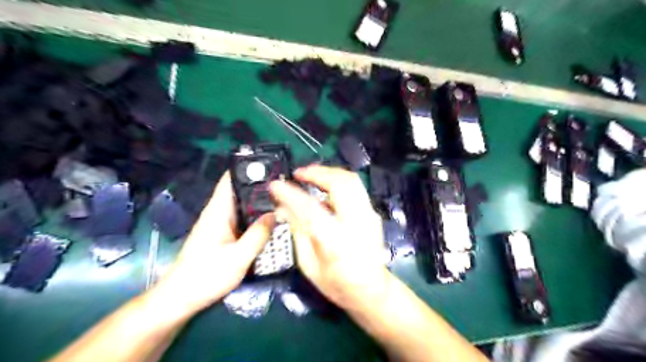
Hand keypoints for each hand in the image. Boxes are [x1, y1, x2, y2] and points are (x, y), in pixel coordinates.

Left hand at [157, 171, 276, 313]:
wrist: (181, 297)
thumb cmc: (206, 276)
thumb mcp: (238, 258)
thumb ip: (258, 235)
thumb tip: (276, 213)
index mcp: (218, 211)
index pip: (230, 179)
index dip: (248, 168)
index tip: (271, 165)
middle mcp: (218, 212)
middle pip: (240, 190)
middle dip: (261, 185)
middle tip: (286, 184)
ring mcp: (220, 223)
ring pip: (243, 204)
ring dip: (260, 200)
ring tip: (283, 198)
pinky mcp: (223, 233)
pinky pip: (242, 217)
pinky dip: (255, 214)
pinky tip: (270, 219)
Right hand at [269, 165, 387, 308]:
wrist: (372, 291)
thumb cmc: (337, 284)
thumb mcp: (309, 264)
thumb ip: (298, 231)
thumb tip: (282, 207)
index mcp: (337, 242)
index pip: (310, 209)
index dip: (290, 194)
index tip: (275, 185)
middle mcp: (357, 223)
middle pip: (340, 183)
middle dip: (317, 173)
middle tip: (297, 173)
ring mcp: (369, 215)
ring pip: (351, 180)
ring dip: (328, 172)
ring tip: (309, 175)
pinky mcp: (372, 213)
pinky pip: (354, 188)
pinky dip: (337, 181)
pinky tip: (324, 187)